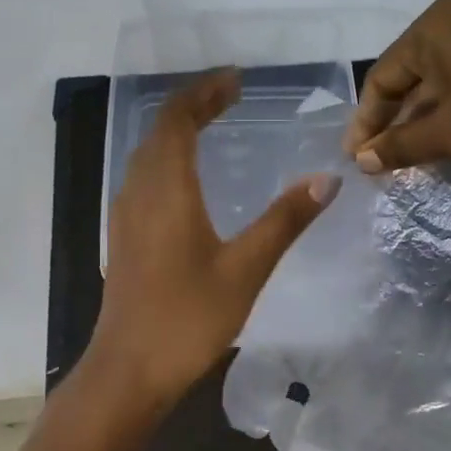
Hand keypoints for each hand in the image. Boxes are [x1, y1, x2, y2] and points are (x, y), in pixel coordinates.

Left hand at [87, 70, 338, 407]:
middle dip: (193, 106)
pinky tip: (189, 183)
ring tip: (213, 128)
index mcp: (166, 188)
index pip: (177, 118)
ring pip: (147, 155)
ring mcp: (125, 216)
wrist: (131, 368)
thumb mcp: (246, 267)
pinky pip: (143, 180)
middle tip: (231, 98)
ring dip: (177, 133)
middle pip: (159, 130)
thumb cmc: (189, 317)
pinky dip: (167, 161)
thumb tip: (326, 178)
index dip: (204, 93)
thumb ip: (285, 219)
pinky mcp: (124, 239)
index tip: (236, 81)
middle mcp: (138, 191)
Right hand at [344, 0, 450, 175]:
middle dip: (398, 120)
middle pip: (414, 74)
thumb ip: (401, 145)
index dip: (366, 121)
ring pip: (447, 77)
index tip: (357, 158)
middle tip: (385, 160)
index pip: (383, 76)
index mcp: (437, 25)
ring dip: (428, 117)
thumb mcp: (450, 134)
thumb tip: (362, 160)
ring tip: (418, 156)